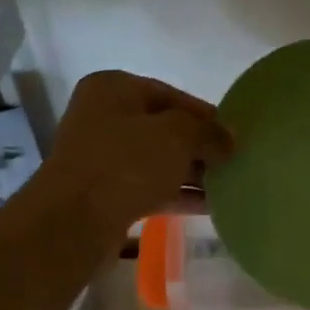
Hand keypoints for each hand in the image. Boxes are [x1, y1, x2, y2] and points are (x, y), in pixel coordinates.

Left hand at [39, 71, 232, 239]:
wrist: (75, 221)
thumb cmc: (126, 163)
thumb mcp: (177, 136)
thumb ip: (209, 132)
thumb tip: (230, 140)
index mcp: (113, 88)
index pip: (171, 95)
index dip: (206, 115)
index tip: (234, 135)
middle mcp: (103, 117)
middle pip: (164, 128)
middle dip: (199, 146)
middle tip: (234, 162)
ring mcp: (101, 157)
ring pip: (157, 160)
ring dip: (191, 173)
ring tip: (229, 185)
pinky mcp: (104, 193)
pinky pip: (149, 187)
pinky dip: (177, 194)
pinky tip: (210, 206)